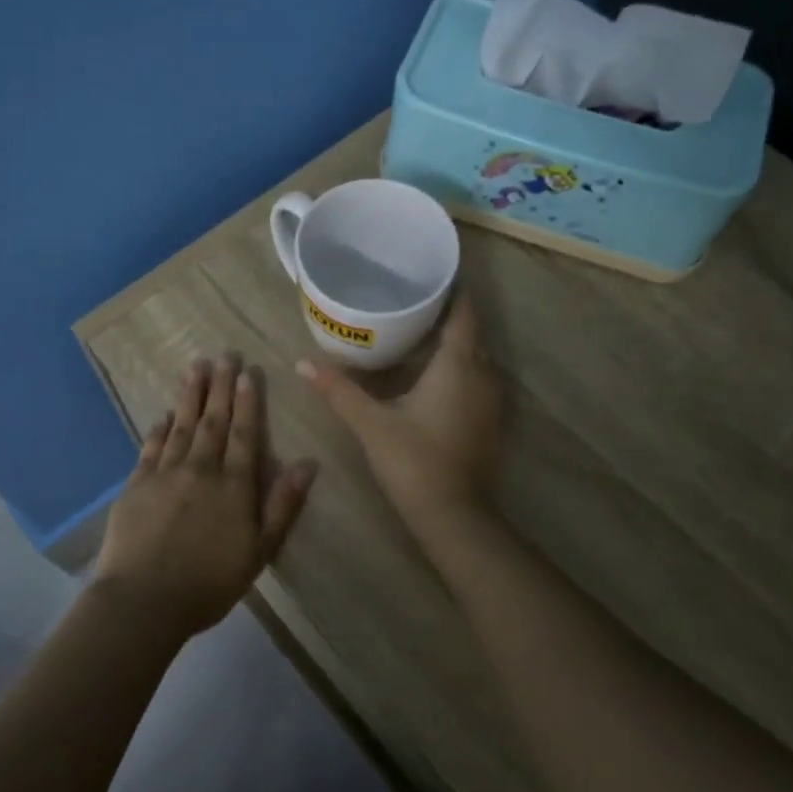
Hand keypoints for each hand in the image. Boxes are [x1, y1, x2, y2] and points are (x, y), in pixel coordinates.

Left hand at [93, 354, 316, 639]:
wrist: (144, 601)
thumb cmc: (209, 583)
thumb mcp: (259, 551)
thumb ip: (283, 505)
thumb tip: (307, 464)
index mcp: (233, 485)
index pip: (243, 433)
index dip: (247, 402)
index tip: (248, 373)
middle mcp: (201, 469)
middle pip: (212, 420)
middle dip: (219, 386)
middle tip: (223, 354)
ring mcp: (165, 473)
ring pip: (182, 425)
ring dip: (190, 395)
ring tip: (195, 366)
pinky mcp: (137, 484)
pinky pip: (151, 446)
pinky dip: (160, 427)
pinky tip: (165, 413)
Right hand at [298, 292, 502, 519]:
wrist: (453, 515)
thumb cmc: (413, 460)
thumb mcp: (370, 422)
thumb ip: (338, 389)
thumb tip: (302, 362)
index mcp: (458, 365)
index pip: (464, 312)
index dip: (452, 290)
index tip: (429, 275)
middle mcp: (482, 375)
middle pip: (470, 331)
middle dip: (447, 312)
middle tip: (411, 298)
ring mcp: (490, 400)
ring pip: (475, 356)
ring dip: (453, 341)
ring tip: (418, 328)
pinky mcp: (488, 421)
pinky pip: (476, 378)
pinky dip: (458, 366)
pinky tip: (431, 372)